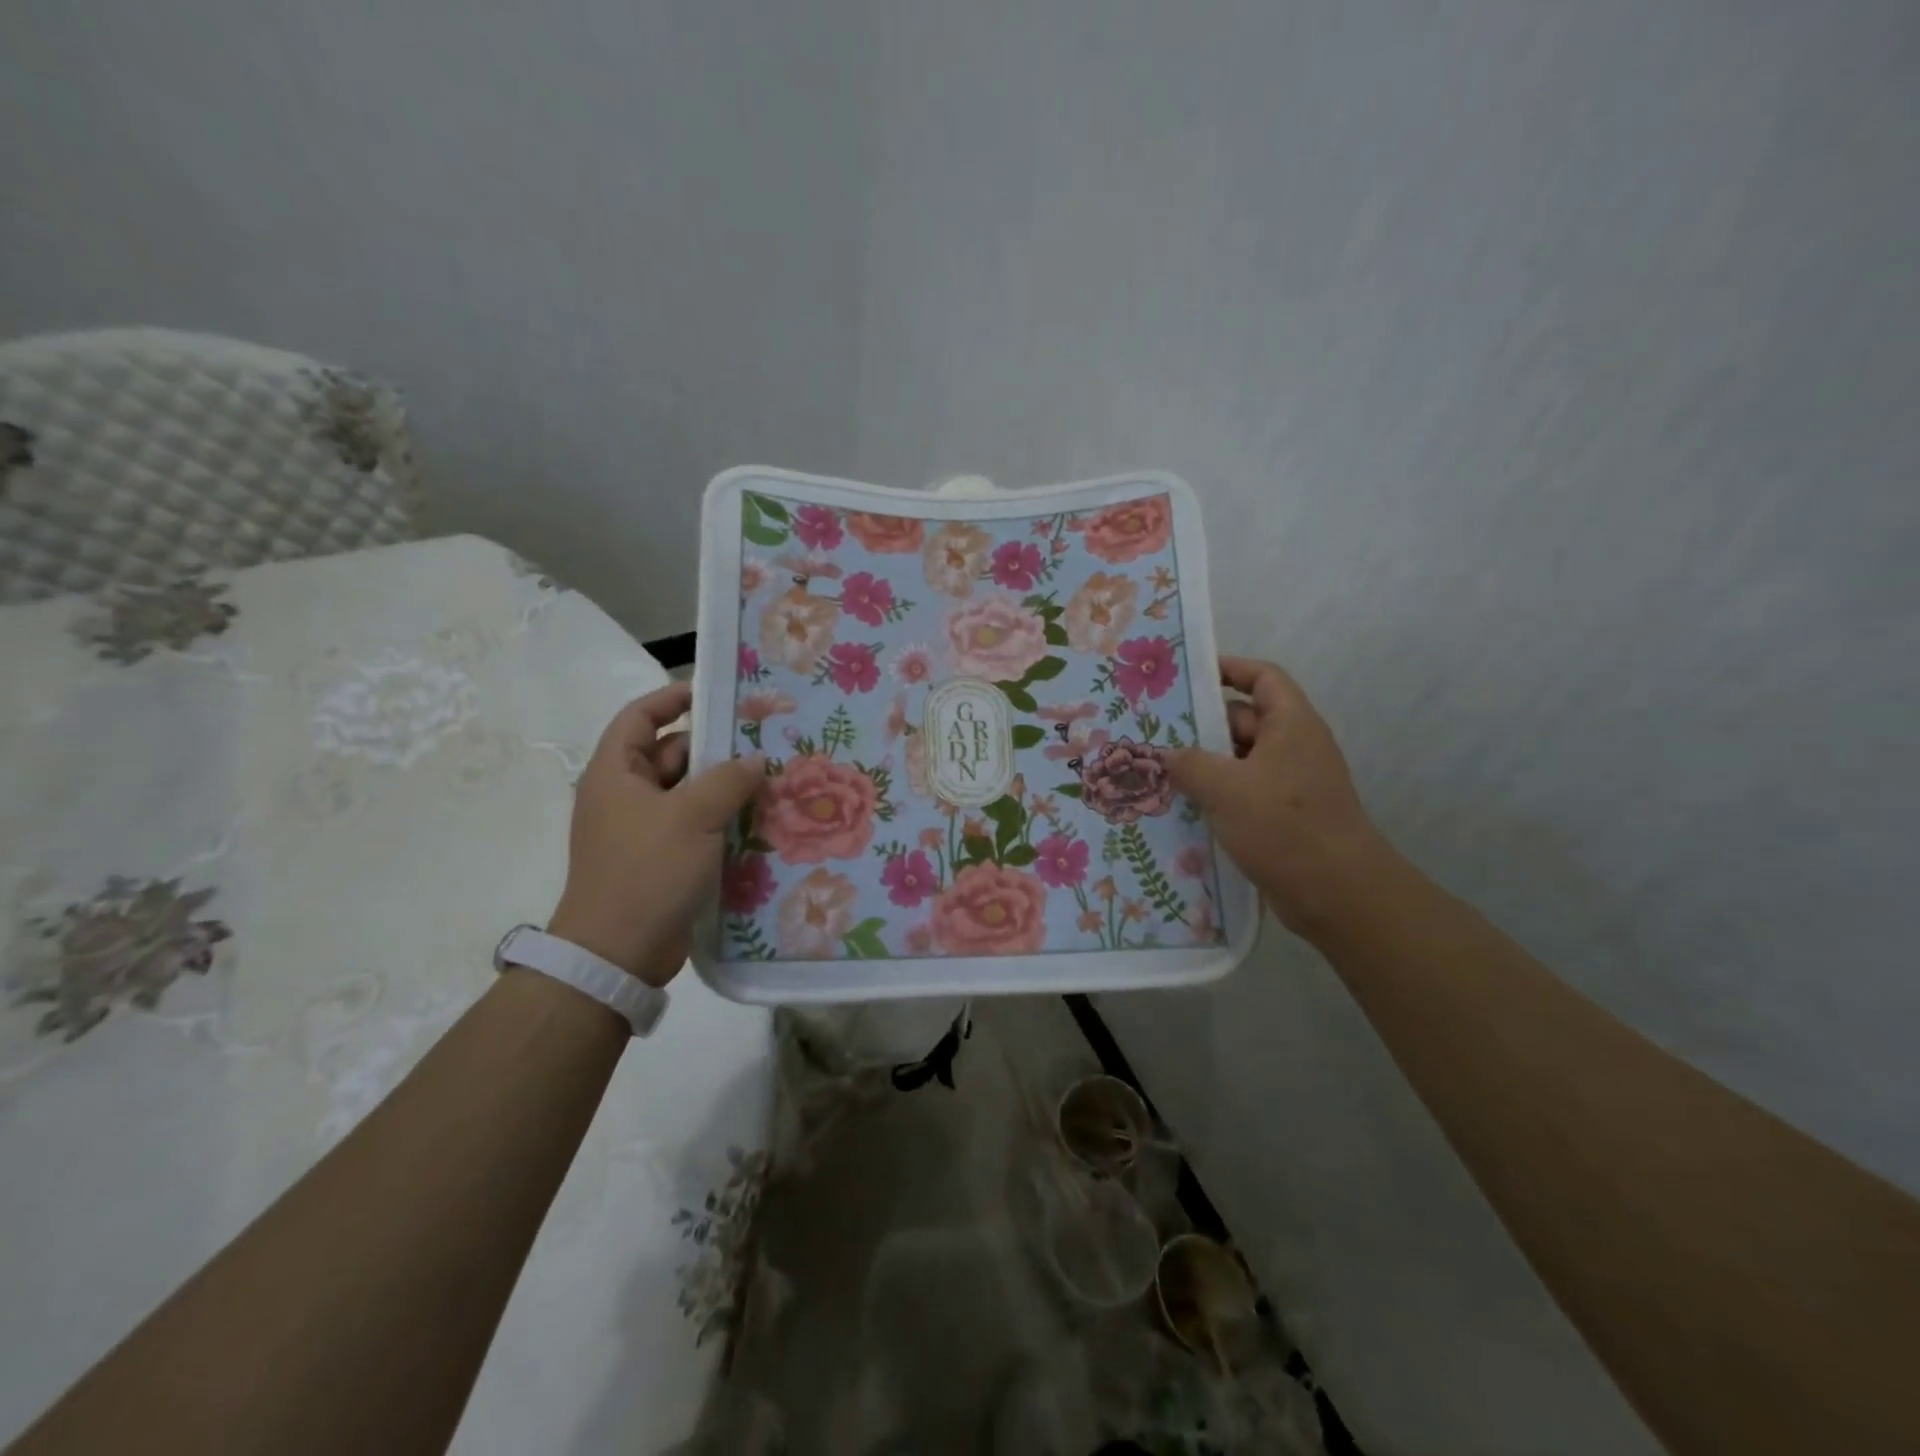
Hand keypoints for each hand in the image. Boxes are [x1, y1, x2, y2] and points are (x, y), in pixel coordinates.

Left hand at [547, 684, 764, 985]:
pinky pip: (695, 826)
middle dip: (714, 746)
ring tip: (772, 778)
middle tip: (763, 739)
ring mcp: (643, 830)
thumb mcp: (692, 816)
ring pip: (688, 793)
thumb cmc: (647, 871)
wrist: (618, 953)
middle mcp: (625, 796)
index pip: (640, 717)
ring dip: (724, 786)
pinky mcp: (662, 859)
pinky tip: (760, 819)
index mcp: (616, 773)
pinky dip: (722, 819)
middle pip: (671, 754)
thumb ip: (728, 779)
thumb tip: (755, 759)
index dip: (673, 698)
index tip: (716, 693)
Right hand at [1168, 657, 1391, 937]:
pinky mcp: (1284, 817)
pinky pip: (1243, 793)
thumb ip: (1189, 764)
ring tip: (1158, 771)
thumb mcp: (1225, 788)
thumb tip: (1168, 756)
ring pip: (1239, 761)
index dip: (1229, 669)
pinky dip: (1216, 795)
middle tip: (1154, 732)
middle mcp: (1293, 747)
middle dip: (1201, 725)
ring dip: (1204, 765)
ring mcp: (1290, 784)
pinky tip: (1182, 808)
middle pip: (1244, 720)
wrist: (1337, 894)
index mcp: (1290, 725)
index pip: (1262, 677)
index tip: (1188, 677)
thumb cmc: (1283, 826)